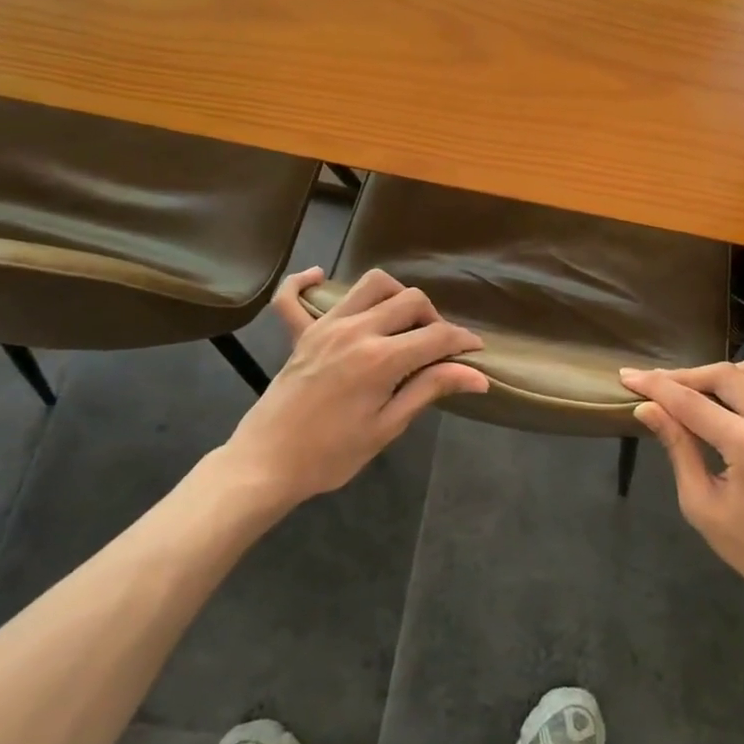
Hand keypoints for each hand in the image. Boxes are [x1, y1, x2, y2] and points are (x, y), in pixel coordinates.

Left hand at [222, 267, 487, 510]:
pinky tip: (319, 277)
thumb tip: (478, 376)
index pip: (437, 335)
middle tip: (435, 346)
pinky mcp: (300, 333)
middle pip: (410, 299)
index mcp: (381, 359)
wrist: (265, 466)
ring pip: (371, 284)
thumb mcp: (387, 427)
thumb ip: (430, 389)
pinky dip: (305, 282)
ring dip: (393, 294)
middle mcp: (356, 331)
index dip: (462, 340)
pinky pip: (293, 296)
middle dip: (433, 317)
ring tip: (399, 321)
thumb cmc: (331, 455)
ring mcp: (325, 327)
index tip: (474, 350)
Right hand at [620, 359, 743, 609]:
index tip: (628, 376)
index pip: (692, 403)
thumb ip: (677, 447)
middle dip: (685, 376)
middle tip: (656, 386)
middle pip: (725, 375)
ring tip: (701, 394)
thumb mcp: (699, 503)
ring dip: (726, 375)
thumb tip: (646, 409)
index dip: (656, 387)